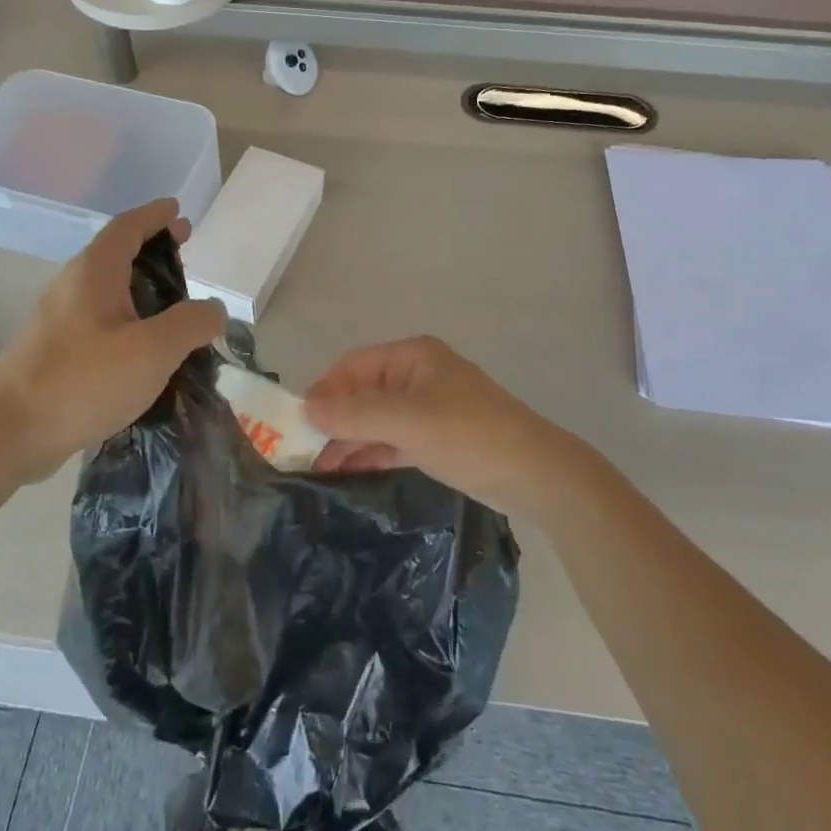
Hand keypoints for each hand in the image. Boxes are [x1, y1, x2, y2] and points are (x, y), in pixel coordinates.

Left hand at [0, 199, 224, 481]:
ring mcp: (61, 320)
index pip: (128, 226)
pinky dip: (130, 320)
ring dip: (143, 288)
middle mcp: (74, 286)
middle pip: (118, 254)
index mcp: (95, 272)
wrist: (9, 432)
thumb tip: (214, 309)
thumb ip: (191, 323)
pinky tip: (148, 349)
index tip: (178, 209)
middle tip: (186, 253)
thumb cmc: (83, 380)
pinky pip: (102, 322)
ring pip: (110, 290)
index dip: (155, 215)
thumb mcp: (153, 350)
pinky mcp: (58, 351)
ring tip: (177, 304)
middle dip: (153, 248)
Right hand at [304, 337, 607, 520]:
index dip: (323, 390)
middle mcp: (417, 376)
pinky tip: (346, 471)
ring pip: (376, 419)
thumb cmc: (467, 434)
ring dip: (348, 440)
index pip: (353, 365)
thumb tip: (305, 410)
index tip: (296, 424)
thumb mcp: (405, 421)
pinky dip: (370, 452)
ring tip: (315, 468)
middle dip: (332, 420)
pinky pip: (392, 440)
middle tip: (300, 452)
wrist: (534, 473)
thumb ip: (353, 415)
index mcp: (412, 357)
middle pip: (362, 393)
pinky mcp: (437, 438)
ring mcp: (428, 408)